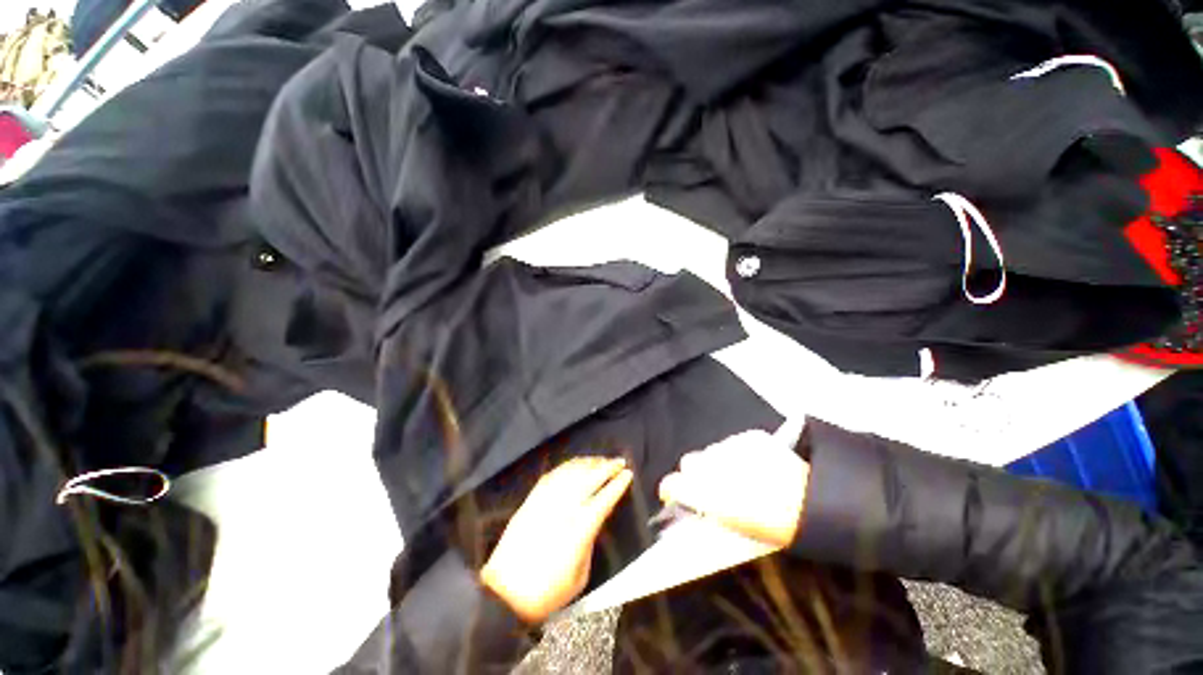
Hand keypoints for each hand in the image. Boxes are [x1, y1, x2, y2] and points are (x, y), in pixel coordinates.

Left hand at [481, 457, 632, 623]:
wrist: (503, 592)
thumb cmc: (546, 592)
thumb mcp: (580, 576)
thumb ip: (590, 543)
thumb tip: (593, 522)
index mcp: (579, 530)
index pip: (603, 499)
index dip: (617, 485)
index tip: (628, 474)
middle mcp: (563, 509)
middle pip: (589, 479)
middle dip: (607, 467)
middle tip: (619, 461)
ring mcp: (546, 501)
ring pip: (571, 472)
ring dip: (589, 463)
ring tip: (600, 460)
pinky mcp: (532, 499)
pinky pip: (553, 475)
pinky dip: (567, 466)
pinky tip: (575, 465)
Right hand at [658, 429, 808, 547]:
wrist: (814, 502)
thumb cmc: (775, 527)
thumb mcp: (737, 529)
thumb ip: (708, 515)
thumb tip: (694, 510)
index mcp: (706, 492)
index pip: (672, 484)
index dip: (670, 490)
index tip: (673, 496)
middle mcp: (712, 464)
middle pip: (689, 462)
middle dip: (695, 474)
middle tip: (711, 487)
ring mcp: (731, 447)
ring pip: (711, 451)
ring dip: (717, 463)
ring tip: (739, 476)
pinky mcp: (749, 437)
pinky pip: (733, 443)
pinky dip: (737, 454)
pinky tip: (754, 465)